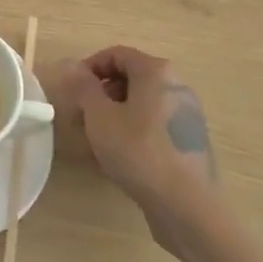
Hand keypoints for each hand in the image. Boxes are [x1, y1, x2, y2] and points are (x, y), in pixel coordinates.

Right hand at [46, 46, 214, 232]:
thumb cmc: (139, 152)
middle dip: (102, 93)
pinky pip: (155, 125)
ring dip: (116, 114)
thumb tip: (72, 66)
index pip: (116, 54)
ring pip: (143, 104)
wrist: (187, 207)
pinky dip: (135, 131)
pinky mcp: (190, 142)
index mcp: (156, 71)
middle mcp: (177, 86)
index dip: (89, 67)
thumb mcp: (100, 117)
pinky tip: (121, 157)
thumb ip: (83, 87)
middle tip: (82, 115)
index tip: (72, 89)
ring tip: (97, 139)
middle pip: (131, 78)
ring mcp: (187, 115)